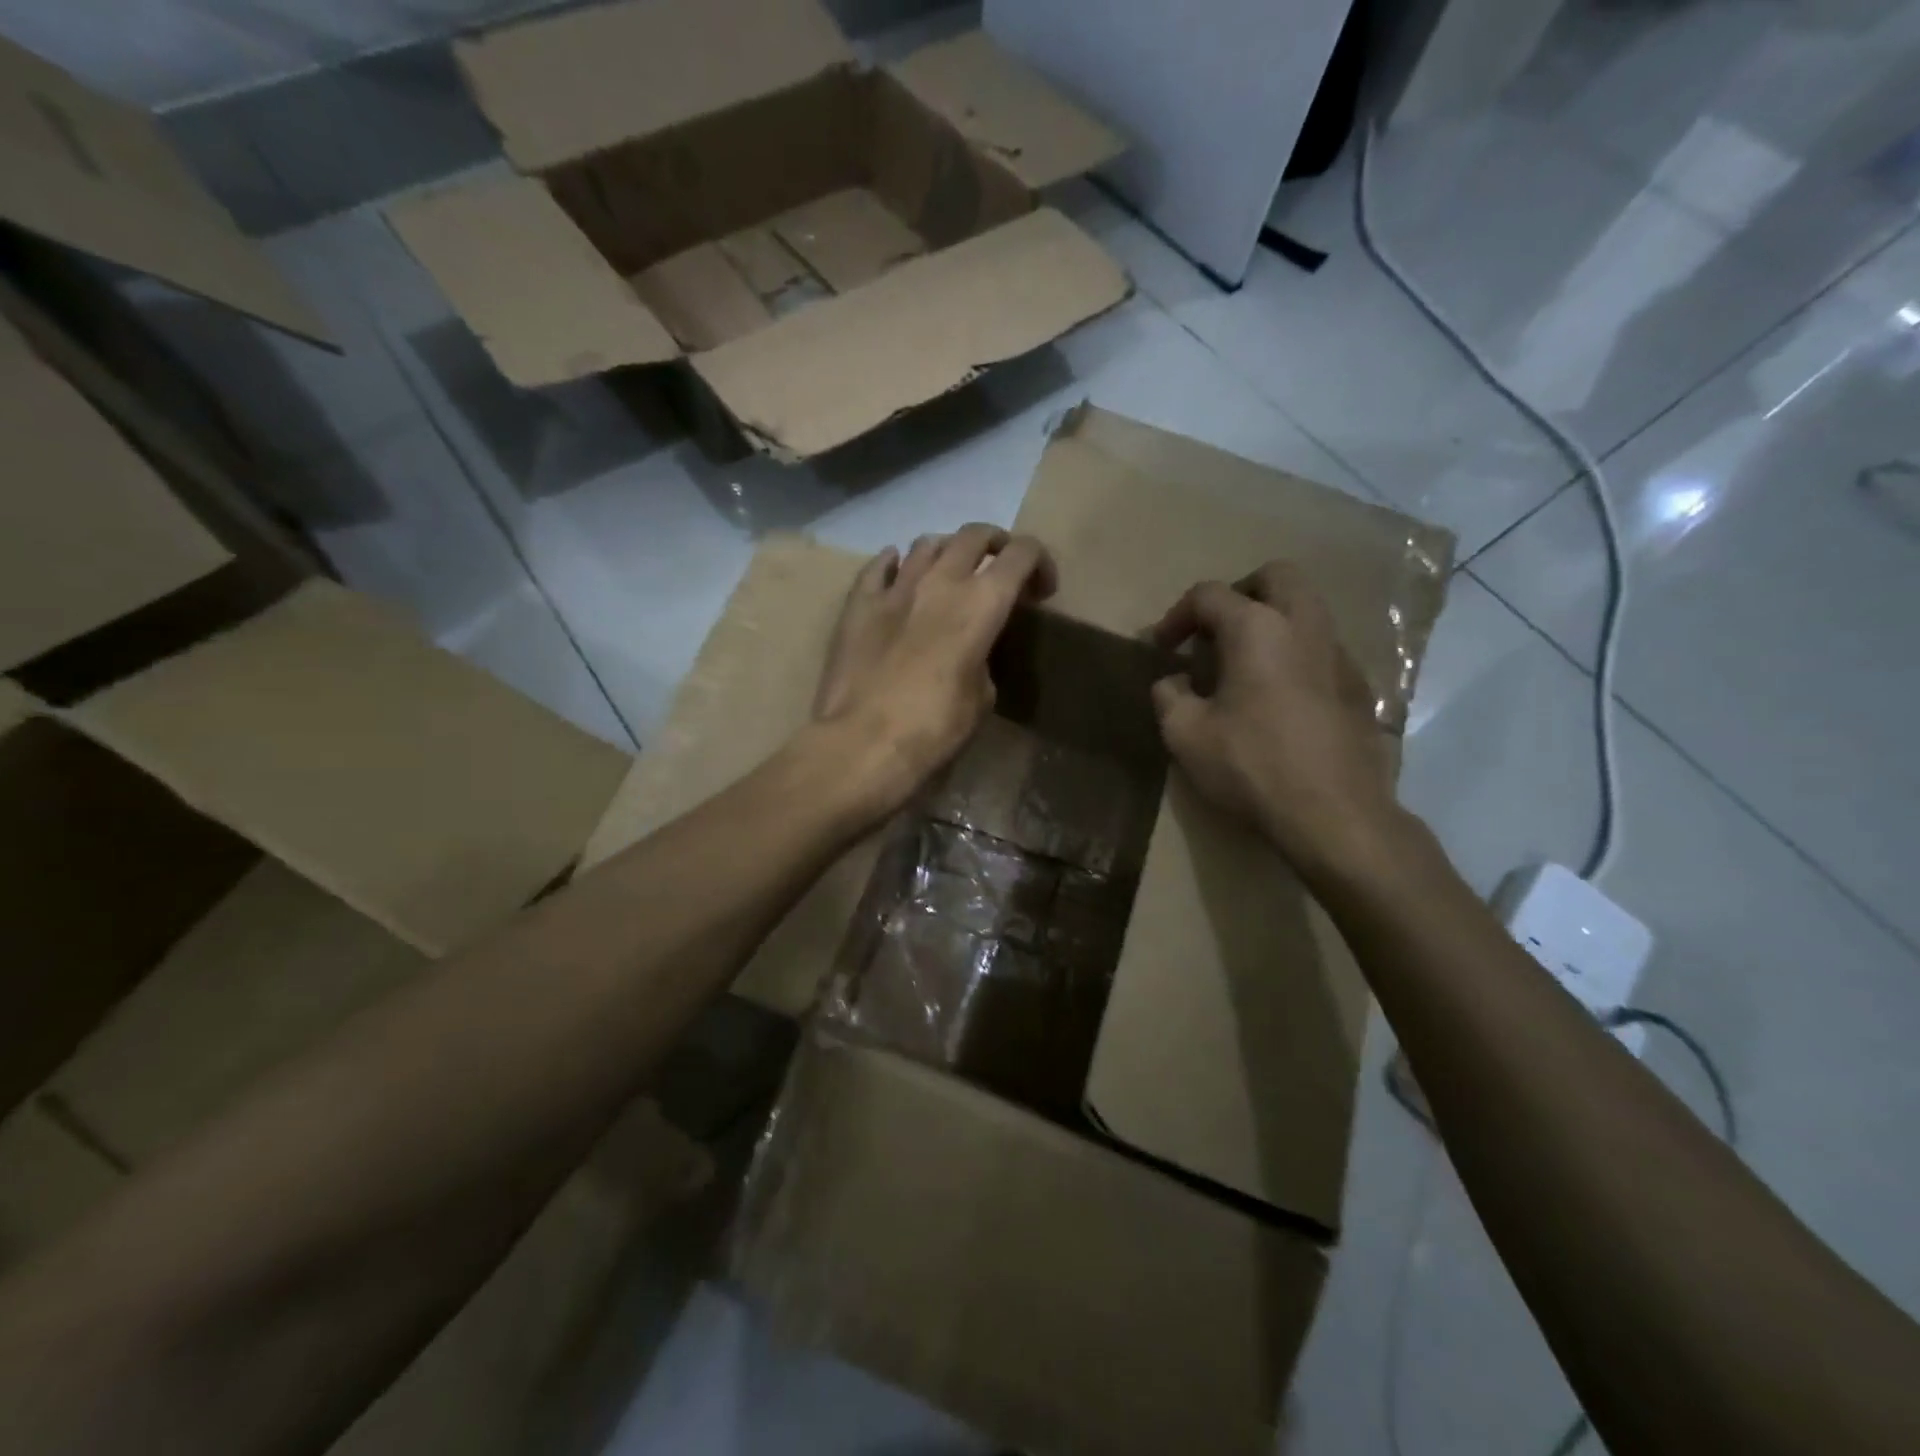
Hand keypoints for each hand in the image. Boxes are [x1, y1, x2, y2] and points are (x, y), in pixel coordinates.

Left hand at [813, 523, 1056, 817]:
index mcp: (981, 603)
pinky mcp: (858, 603)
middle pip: (975, 534)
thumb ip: (983, 660)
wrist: (862, 743)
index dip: (1040, 563)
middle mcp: (941, 581)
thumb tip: (971, 653)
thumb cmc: (934, 728)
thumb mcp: (981, 699)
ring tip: (949, 575)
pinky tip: (898, 573)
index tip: (1041, 591)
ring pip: (927, 543)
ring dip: (947, 551)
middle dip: (996, 545)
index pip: (1022, 553)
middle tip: (1000, 571)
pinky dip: (896, 563)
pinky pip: (880, 566)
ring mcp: (895, 587)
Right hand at [1150, 562, 1403, 881]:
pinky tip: (1279, 697)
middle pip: (1275, 576)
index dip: (1176, 616)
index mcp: (1257, 628)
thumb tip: (1173, 681)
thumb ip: (1169, 696)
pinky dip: (1295, 653)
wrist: (1335, 814)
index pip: (1209, 595)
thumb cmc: (1251, 766)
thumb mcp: (1185, 734)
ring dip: (1271, 620)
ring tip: (1244, 664)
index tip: (1162, 649)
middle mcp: (1304, 625)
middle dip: (1239, 593)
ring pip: (1307, 608)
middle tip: (1215, 631)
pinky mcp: (1359, 686)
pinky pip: (1322, 648)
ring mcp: (1339, 654)